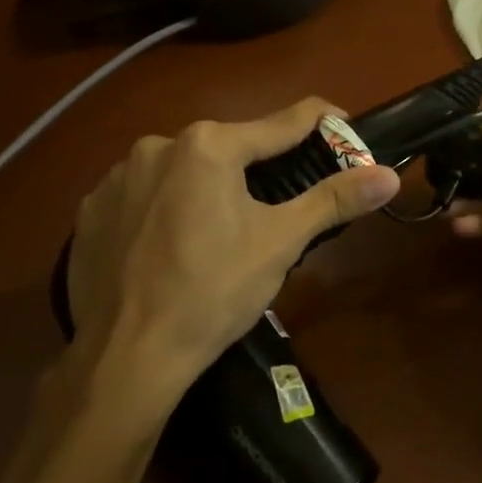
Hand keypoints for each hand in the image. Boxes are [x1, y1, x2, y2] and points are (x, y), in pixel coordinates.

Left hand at [61, 99, 399, 414]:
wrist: (123, 360)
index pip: (284, 122)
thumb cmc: (212, 293)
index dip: (323, 124)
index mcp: (209, 144)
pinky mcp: (91, 209)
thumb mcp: (281, 243)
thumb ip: (334, 199)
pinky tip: (170, 247)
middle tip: (279, 208)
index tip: (346, 131)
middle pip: (230, 147)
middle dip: (260, 169)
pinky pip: (144, 195)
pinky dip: (165, 209)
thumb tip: (390, 175)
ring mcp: (117, 176)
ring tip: (220, 235)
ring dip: (208, 188)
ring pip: (184, 170)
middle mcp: (158, 144)